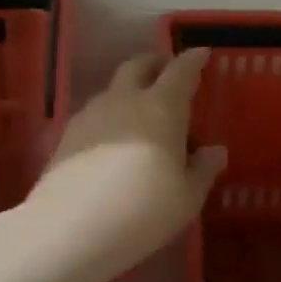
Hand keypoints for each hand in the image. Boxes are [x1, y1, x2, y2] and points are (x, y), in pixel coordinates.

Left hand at [20, 50, 226, 281]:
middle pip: (138, 66)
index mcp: (161, 108)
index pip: (180, 72)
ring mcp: (90, 115)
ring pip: (112, 89)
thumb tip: (215, 151)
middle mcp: (124, 101)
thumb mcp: (186, 198)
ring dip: (128, 89)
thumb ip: (203, 170)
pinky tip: (110, 138)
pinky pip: (93, 113)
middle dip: (154, 63)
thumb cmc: (143, 210)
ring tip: (138, 109)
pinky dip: (108, 115)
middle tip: (166, 70)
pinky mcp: (65, 136)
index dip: (193, 60)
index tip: (201, 53)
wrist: (69, 228)